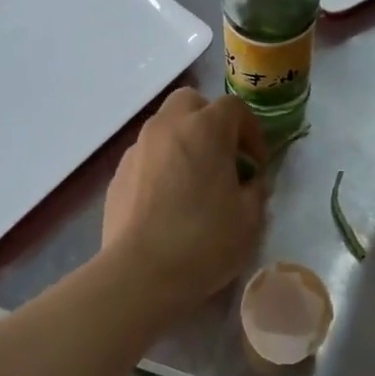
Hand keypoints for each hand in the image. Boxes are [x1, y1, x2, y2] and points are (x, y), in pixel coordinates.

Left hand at [102, 87, 266, 303]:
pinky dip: (162, 165)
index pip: (235, 108)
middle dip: (210, 121)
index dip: (252, 132)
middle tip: (223, 157)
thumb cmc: (204, 241)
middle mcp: (167, 127)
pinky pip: (147, 156)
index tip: (256, 166)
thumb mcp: (250, 219)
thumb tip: (250, 183)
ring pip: (165, 128)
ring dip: (184, 143)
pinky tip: (168, 202)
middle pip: (191, 102)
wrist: (141, 274)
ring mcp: (137, 149)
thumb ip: (256, 191)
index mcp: (205, 129)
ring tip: (195, 182)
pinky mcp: (118, 175)